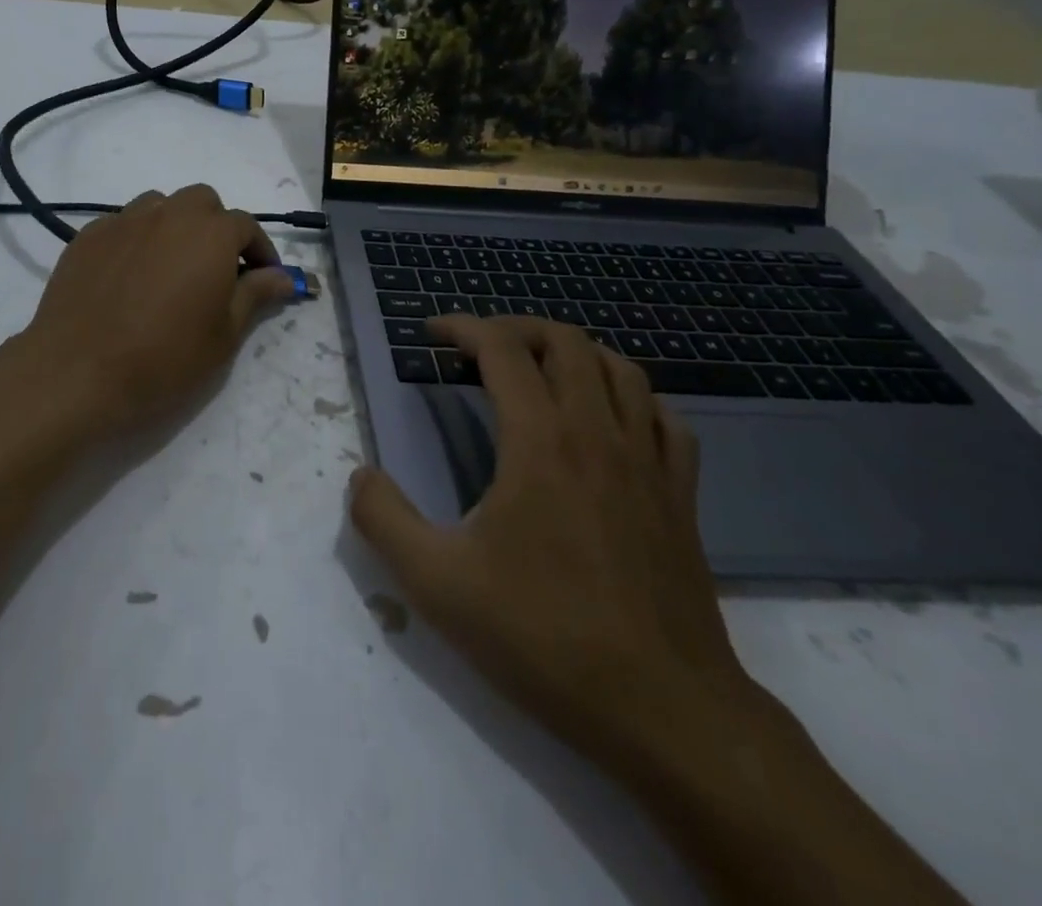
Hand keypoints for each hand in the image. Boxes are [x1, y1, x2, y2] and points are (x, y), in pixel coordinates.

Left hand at [10, 185, 293, 439]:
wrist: (78, 372)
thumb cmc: (164, 358)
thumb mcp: (224, 336)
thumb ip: (255, 295)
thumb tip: (284, 277)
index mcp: (210, 233)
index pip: (246, 226)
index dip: (260, 251)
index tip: (263, 279)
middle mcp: (169, 214)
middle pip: (203, 203)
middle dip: (216, 229)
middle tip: (215, 271)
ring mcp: (123, 220)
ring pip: (160, 206)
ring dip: (175, 227)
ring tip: (170, 269)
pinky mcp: (88, 236)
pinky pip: (123, 225)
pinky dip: (137, 240)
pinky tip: (129, 277)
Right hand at [348, 315, 758, 777]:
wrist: (664, 713)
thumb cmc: (544, 637)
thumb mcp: (436, 585)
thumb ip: (383, 520)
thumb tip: (360, 476)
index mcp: (540, 442)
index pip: (502, 349)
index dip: (463, 327)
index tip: (433, 332)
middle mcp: (597, 434)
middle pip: (565, 342)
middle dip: (516, 329)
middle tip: (481, 348)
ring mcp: (648, 463)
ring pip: (620, 369)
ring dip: (574, 353)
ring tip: (540, 371)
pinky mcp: (682, 497)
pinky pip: (665, 418)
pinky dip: (632, 398)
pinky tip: (613, 421)